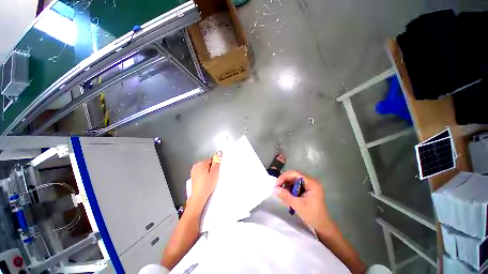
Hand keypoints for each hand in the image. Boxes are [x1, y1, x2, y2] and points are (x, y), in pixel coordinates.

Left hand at [189, 151, 221, 207]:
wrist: (198, 197)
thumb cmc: (206, 185)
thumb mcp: (215, 173)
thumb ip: (217, 162)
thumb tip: (218, 155)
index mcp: (201, 163)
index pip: (212, 159)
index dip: (216, 165)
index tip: (217, 170)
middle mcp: (196, 166)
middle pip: (208, 163)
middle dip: (212, 168)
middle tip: (214, 176)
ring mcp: (194, 171)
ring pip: (205, 168)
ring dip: (208, 172)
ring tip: (210, 180)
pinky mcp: (193, 177)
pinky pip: (202, 173)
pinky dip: (204, 176)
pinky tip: (206, 181)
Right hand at [274, 170, 332, 231]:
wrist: (322, 226)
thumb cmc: (312, 215)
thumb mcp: (297, 205)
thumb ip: (285, 196)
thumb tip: (274, 188)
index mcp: (311, 183)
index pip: (295, 174)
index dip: (284, 177)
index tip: (276, 184)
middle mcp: (311, 181)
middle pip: (294, 176)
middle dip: (285, 181)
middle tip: (277, 188)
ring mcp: (310, 185)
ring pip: (294, 180)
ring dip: (287, 185)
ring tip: (281, 192)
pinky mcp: (308, 189)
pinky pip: (296, 185)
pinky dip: (290, 188)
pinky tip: (287, 195)